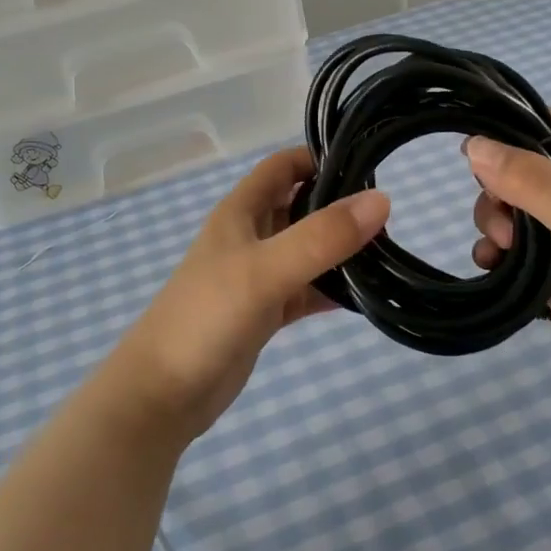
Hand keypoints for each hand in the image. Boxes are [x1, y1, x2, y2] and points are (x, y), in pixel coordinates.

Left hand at [108, 146, 389, 446]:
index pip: (283, 167)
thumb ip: (321, 237)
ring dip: (338, 250)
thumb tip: (381, 200)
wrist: (164, 392)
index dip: (319, 158)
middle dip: (337, 205)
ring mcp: (256, 277)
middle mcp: (249, 238)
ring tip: (385, 252)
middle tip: (387, 215)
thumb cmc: (207, 316)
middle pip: (298, 206)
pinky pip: (304, 291)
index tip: (367, 164)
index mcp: (241, 212)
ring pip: (305, 251)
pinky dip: (330, 291)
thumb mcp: (266, 270)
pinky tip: (363, 297)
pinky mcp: (263, 313)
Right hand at [466, 112, 550, 411]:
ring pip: (510, 213)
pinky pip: (510, 253)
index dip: (512, 131)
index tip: (473, 149)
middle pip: (521, 172)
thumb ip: (531, 180)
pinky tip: (491, 265)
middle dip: (498, 190)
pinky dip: (494, 254)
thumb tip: (473, 146)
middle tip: (501, 218)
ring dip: (493, 223)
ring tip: (502, 249)